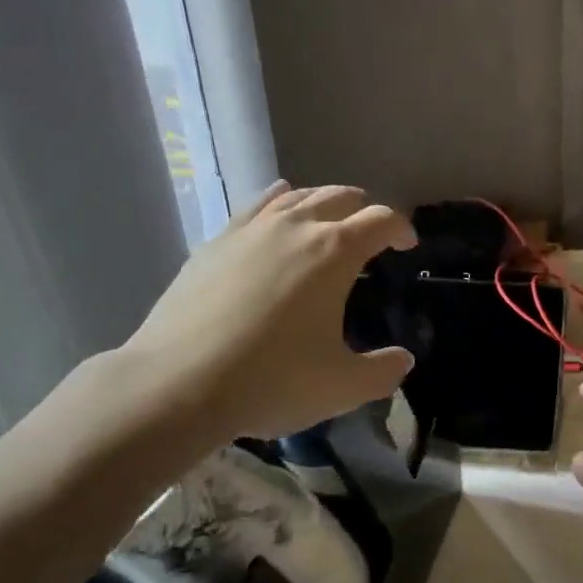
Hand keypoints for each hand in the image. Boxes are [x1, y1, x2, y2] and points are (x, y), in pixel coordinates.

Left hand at [113, 183, 416, 455]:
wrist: (174, 385)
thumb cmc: (270, 380)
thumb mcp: (341, 386)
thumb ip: (383, 372)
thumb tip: (404, 360)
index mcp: (336, 251)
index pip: (382, 220)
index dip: (402, 228)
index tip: (408, 246)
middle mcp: (298, 227)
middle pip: (342, 197)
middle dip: (365, 210)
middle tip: (371, 235)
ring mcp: (253, 230)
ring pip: (300, 195)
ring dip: (325, 202)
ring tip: (330, 220)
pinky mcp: (217, 241)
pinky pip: (258, 205)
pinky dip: (279, 200)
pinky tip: (280, 205)